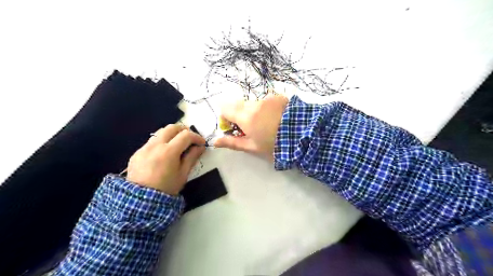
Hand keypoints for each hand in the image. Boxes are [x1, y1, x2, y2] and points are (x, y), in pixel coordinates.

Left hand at [127, 124, 206, 194]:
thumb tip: (200, 147)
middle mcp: (155, 145)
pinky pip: (151, 142)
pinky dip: (161, 142)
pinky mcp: (137, 153)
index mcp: (169, 151)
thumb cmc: (167, 188)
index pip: (186, 135)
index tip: (202, 143)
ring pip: (160, 132)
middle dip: (184, 130)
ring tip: (178, 144)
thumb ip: (192, 157)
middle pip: (171, 127)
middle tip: (190, 138)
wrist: (141, 202)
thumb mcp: (183, 174)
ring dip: (172, 134)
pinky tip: (164, 153)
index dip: (197, 137)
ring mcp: (144, 148)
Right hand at [213, 94, 288, 161]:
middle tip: (250, 129)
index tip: (232, 128)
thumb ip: (232, 143)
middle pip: (239, 105)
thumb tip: (215, 141)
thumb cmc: (275, 145)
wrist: (303, 135)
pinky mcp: (278, 97)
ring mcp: (267, 98)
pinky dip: (266, 109)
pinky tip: (276, 118)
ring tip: (267, 125)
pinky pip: (266, 101)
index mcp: (246, 116)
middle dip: (240, 115)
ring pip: (252, 103)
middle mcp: (254, 103)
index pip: (225, 108)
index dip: (225, 117)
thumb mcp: (252, 147)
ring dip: (254, 112)